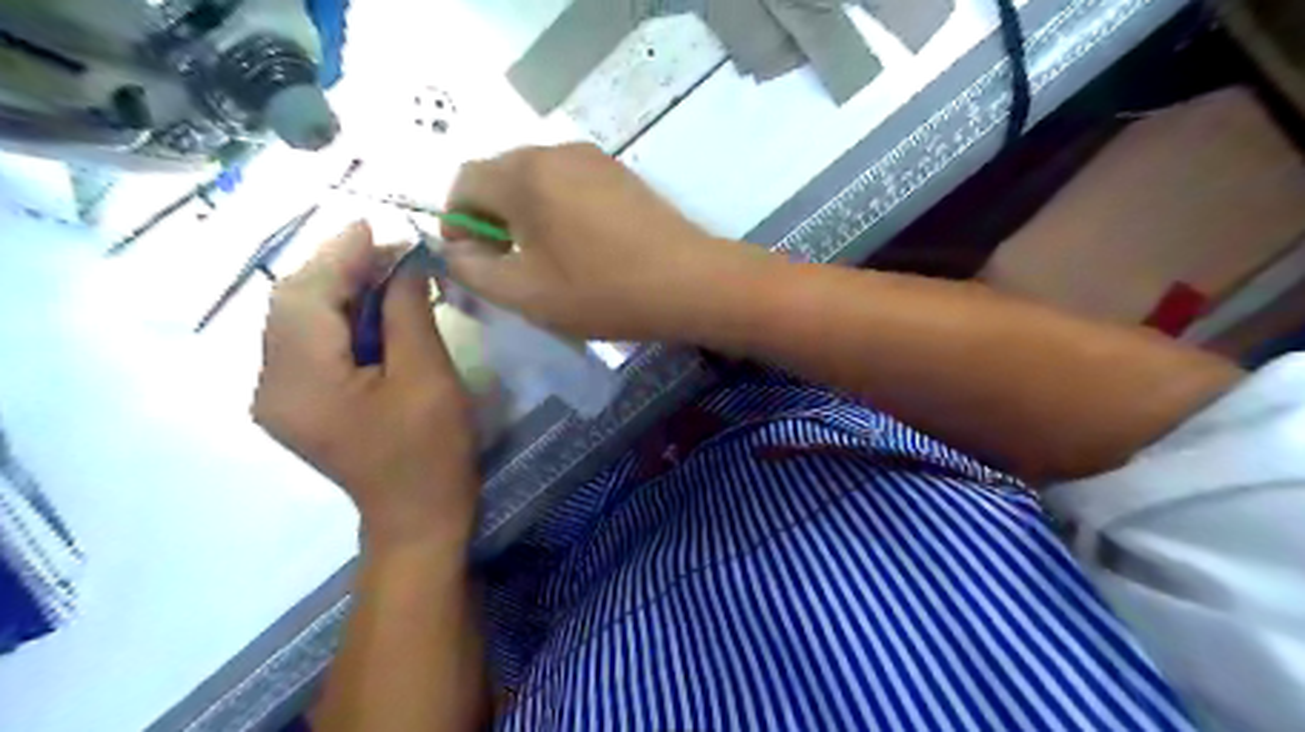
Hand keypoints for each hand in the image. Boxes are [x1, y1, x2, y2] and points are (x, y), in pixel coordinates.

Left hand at [255, 221, 476, 550]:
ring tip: (386, 272)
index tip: (377, 226)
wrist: (417, 515)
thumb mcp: (427, 376)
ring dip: (339, 290)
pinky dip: (338, 318)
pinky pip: (308, 345)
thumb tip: (404, 263)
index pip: (305, 296)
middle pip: (293, 305)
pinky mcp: (296, 404)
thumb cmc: (431, 450)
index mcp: (300, 381)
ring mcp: (278, 397)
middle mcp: (270, 385)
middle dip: (339, 268)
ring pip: (298, 322)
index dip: (339, 255)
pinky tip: (371, 310)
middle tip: (391, 249)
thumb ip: (407, 312)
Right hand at [442, 141, 766, 339]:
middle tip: (508, 264)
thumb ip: (473, 269)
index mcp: (524, 174)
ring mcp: (594, 159)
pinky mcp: (620, 174)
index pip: (464, 181)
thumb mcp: (525, 293)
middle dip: (491, 218)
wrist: (689, 283)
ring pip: (537, 179)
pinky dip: (557, 209)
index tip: (473, 259)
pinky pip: (570, 183)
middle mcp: (555, 151)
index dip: (456, 221)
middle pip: (500, 175)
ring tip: (545, 259)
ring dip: (525, 214)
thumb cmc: (602, 291)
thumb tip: (455, 250)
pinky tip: (580, 246)